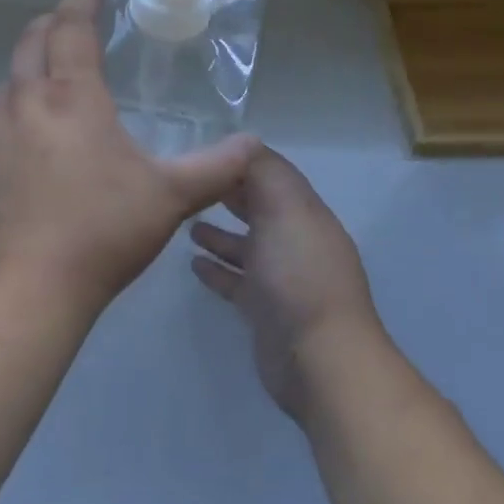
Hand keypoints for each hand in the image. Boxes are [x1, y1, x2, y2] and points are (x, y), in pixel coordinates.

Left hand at [0, 0, 259, 317]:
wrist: (26, 287)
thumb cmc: (101, 231)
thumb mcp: (169, 197)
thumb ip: (215, 167)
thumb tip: (253, 144)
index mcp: (71, 97)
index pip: (73, 27)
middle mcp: (27, 102)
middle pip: (33, 40)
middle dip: (55, 20)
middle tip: (77, 17)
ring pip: (12, 75)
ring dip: (33, 58)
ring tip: (57, 66)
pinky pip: (2, 111)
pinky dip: (20, 96)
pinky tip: (38, 126)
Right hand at [190, 148, 382, 423]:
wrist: (319, 359)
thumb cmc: (298, 274)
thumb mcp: (284, 208)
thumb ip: (264, 172)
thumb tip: (243, 145)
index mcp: (303, 212)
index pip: (270, 174)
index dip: (239, 161)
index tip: (202, 151)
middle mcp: (294, 239)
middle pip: (258, 207)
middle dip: (227, 193)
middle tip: (187, 183)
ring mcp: (280, 277)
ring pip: (245, 244)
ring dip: (219, 233)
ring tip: (184, 223)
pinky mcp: (264, 309)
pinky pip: (236, 280)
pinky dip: (217, 268)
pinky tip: (193, 263)